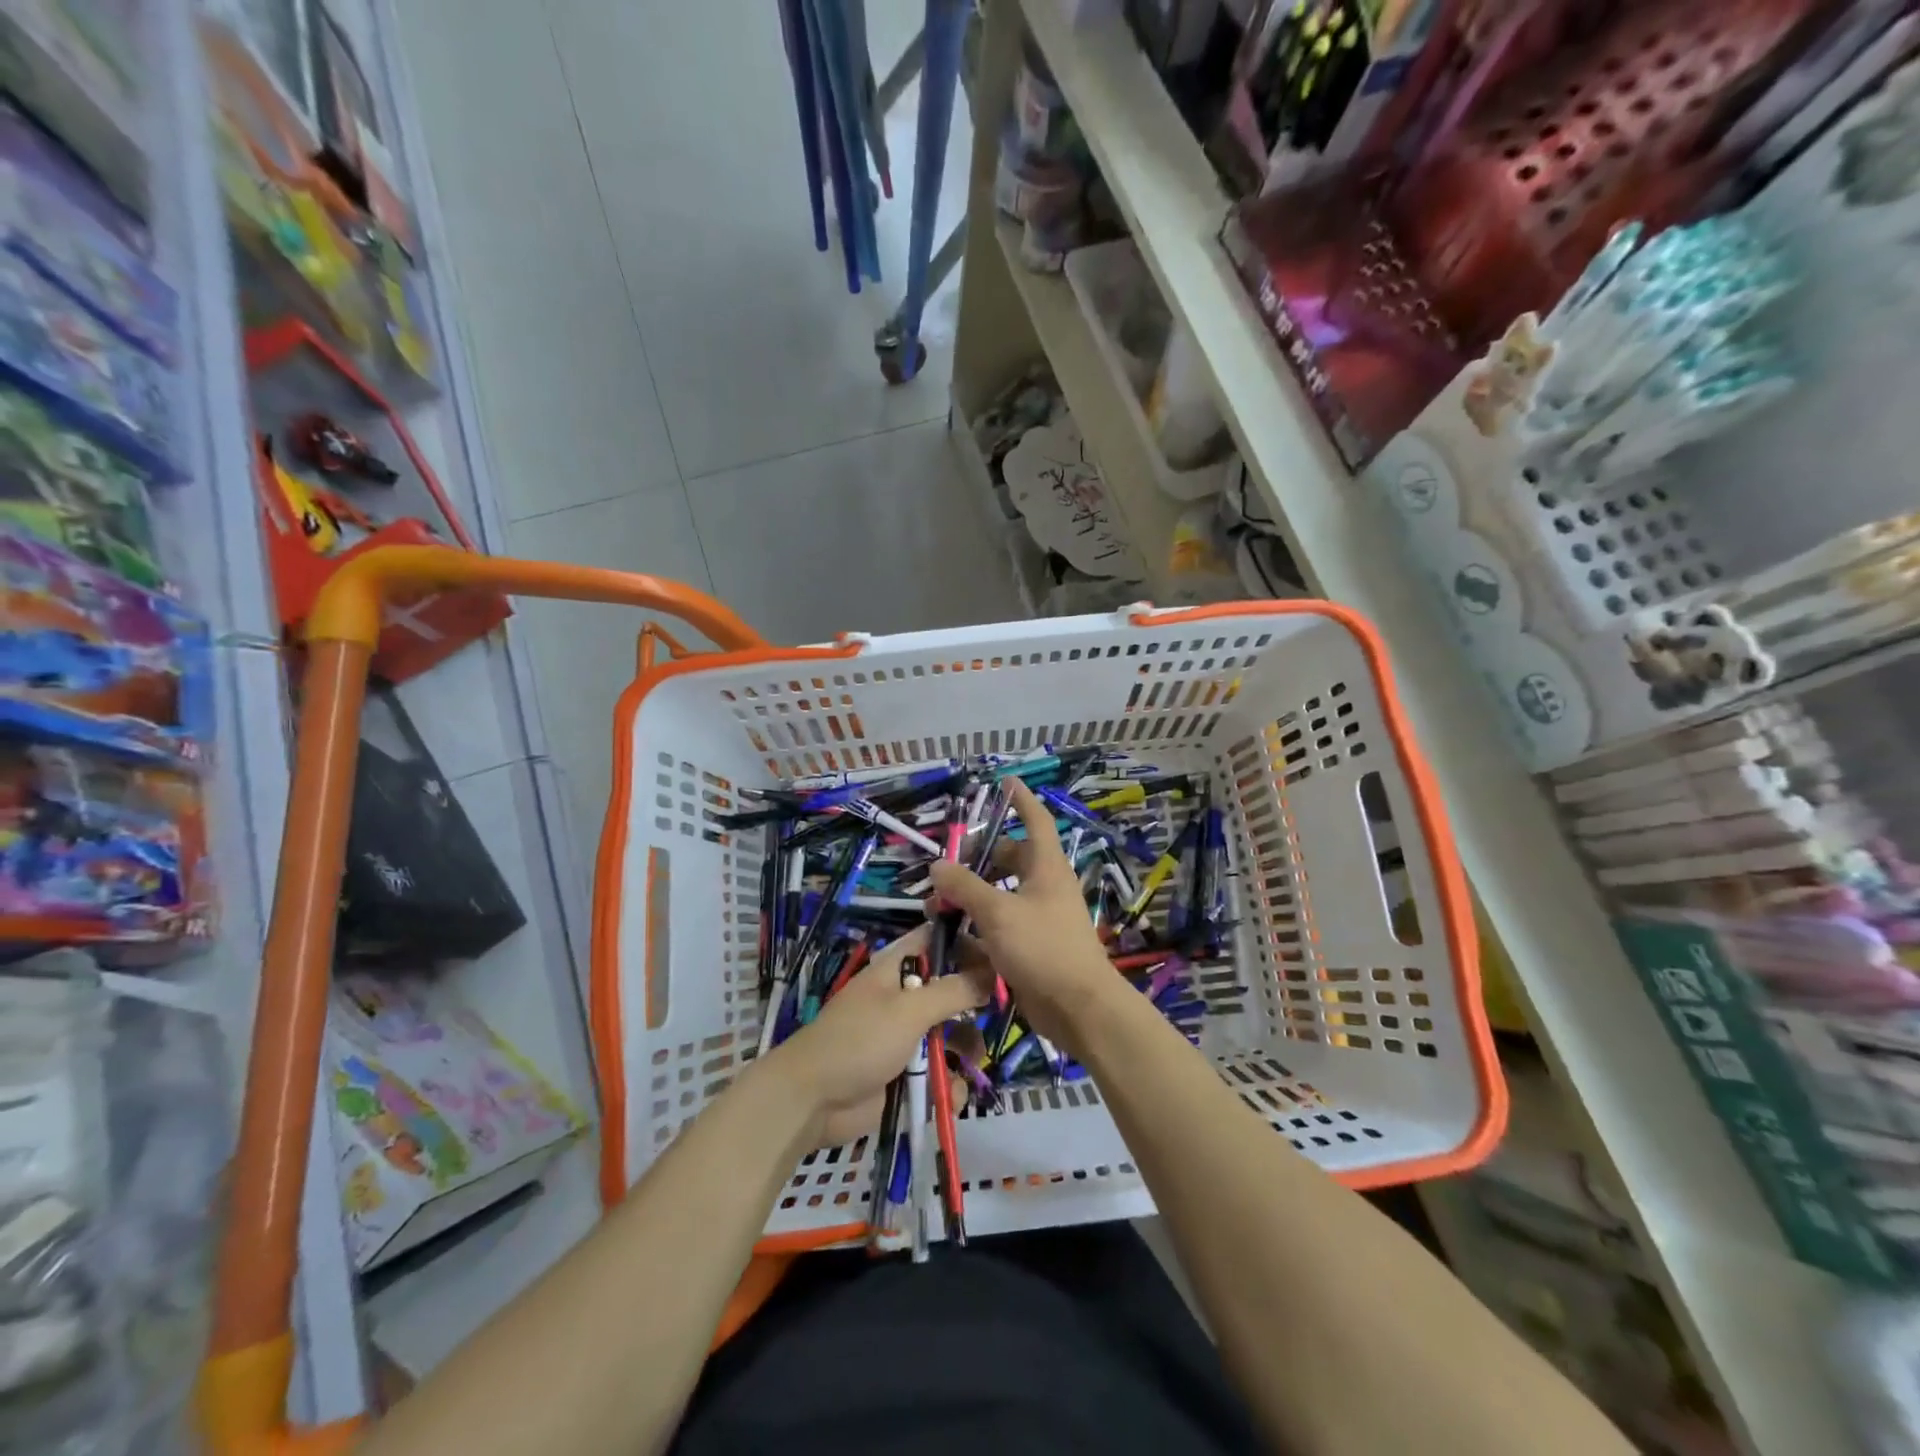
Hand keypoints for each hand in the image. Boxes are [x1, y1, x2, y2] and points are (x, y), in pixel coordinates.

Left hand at [765, 925, 989, 1145]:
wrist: (812, 1101)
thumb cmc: (859, 1041)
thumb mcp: (909, 1010)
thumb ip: (954, 990)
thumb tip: (992, 972)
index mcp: (896, 970)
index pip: (935, 941)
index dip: (965, 941)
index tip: (1000, 951)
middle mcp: (902, 999)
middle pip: (949, 991)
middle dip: (973, 1006)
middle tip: (997, 1015)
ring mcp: (903, 1038)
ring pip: (949, 1035)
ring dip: (964, 1050)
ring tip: (973, 1063)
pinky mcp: (904, 1074)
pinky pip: (938, 1073)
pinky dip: (947, 1084)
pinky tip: (950, 1096)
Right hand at [928, 779, 1118, 1051]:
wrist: (1079, 1009)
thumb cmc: (1043, 948)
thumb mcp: (998, 912)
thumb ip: (965, 887)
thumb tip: (937, 866)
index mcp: (1046, 867)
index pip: (1036, 821)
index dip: (1021, 800)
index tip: (1005, 782)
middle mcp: (1044, 887)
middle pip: (1010, 858)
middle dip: (977, 858)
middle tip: (944, 865)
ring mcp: (1039, 918)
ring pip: (1001, 894)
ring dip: (970, 896)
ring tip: (936, 905)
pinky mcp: (1031, 947)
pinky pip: (1000, 926)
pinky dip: (977, 927)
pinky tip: (950, 937)